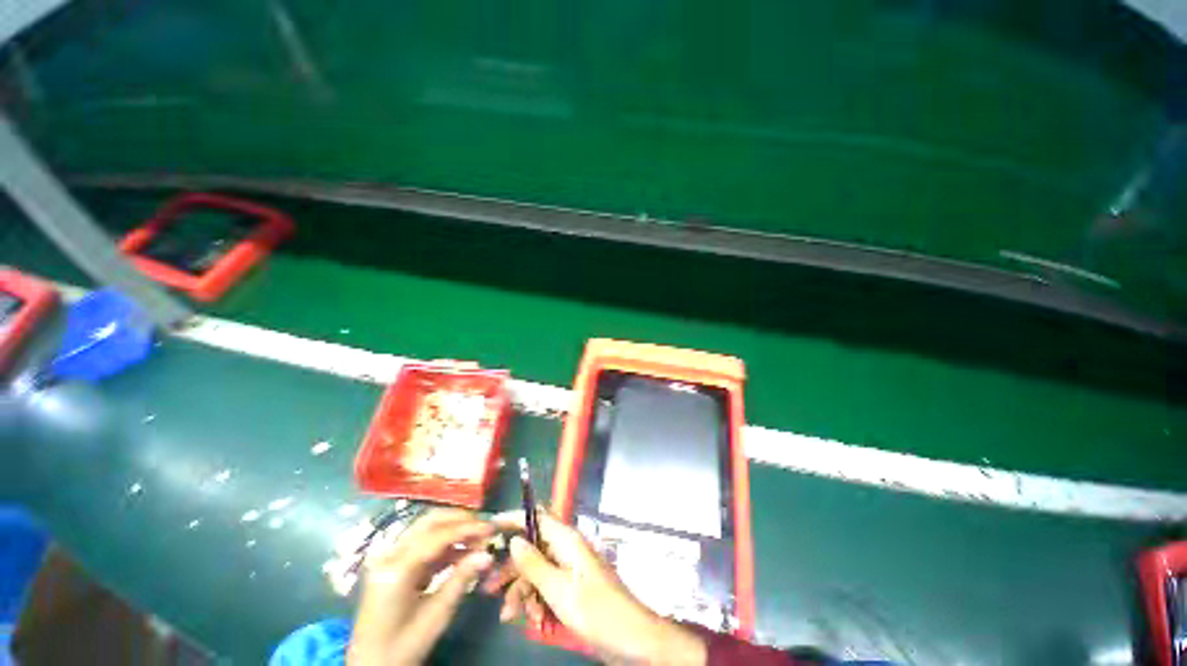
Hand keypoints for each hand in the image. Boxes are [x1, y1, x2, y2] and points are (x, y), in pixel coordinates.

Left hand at [348, 508, 494, 665]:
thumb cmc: (403, 646)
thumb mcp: (436, 616)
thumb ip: (461, 580)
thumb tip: (488, 555)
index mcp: (396, 569)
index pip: (437, 536)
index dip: (467, 528)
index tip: (492, 528)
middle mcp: (390, 555)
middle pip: (429, 522)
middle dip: (460, 520)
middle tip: (485, 527)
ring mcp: (389, 558)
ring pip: (426, 529)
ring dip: (453, 529)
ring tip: (478, 538)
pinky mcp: (394, 564)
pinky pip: (423, 543)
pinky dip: (444, 542)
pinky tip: (462, 550)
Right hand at [487, 510, 705, 664]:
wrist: (630, 638)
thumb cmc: (595, 609)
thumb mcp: (558, 589)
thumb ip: (534, 563)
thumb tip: (514, 538)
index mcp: (566, 539)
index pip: (537, 517)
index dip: (514, 518)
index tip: (490, 526)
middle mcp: (566, 548)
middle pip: (532, 548)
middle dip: (513, 570)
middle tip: (491, 590)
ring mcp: (569, 568)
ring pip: (536, 571)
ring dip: (523, 592)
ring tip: (511, 616)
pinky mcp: (571, 586)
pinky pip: (547, 586)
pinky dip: (537, 601)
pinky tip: (534, 620)